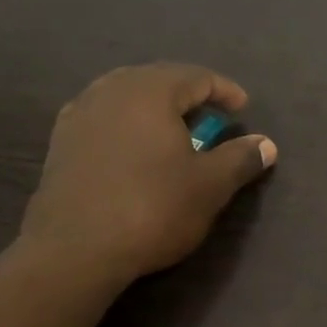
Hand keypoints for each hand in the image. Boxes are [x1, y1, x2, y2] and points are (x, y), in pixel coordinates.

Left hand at [22, 63, 277, 284]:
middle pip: (158, 80)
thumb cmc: (152, 209)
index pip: (196, 76)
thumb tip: (267, 144)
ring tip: (171, 130)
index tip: (242, 108)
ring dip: (153, 108)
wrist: (75, 249)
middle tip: (209, 117)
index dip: (224, 90)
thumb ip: (240, 159)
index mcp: (150, 90)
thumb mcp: (209, 186)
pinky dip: (124, 125)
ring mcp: (79, 114)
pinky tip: (130, 147)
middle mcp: (111, 90)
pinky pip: (102, 119)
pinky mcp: (60, 142)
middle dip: (187, 95)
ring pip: (125, 97)